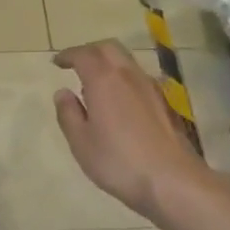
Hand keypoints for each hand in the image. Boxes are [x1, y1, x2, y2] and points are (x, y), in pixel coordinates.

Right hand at [52, 41, 210, 222]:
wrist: (173, 181)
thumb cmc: (118, 161)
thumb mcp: (81, 142)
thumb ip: (68, 114)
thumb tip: (63, 93)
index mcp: (104, 80)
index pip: (84, 54)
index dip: (68, 55)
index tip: (57, 63)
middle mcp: (129, 75)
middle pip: (109, 48)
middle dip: (90, 51)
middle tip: (75, 64)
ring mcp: (151, 88)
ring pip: (127, 61)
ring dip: (108, 63)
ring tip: (94, 84)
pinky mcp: (165, 104)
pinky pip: (138, 78)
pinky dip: (123, 78)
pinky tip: (118, 101)